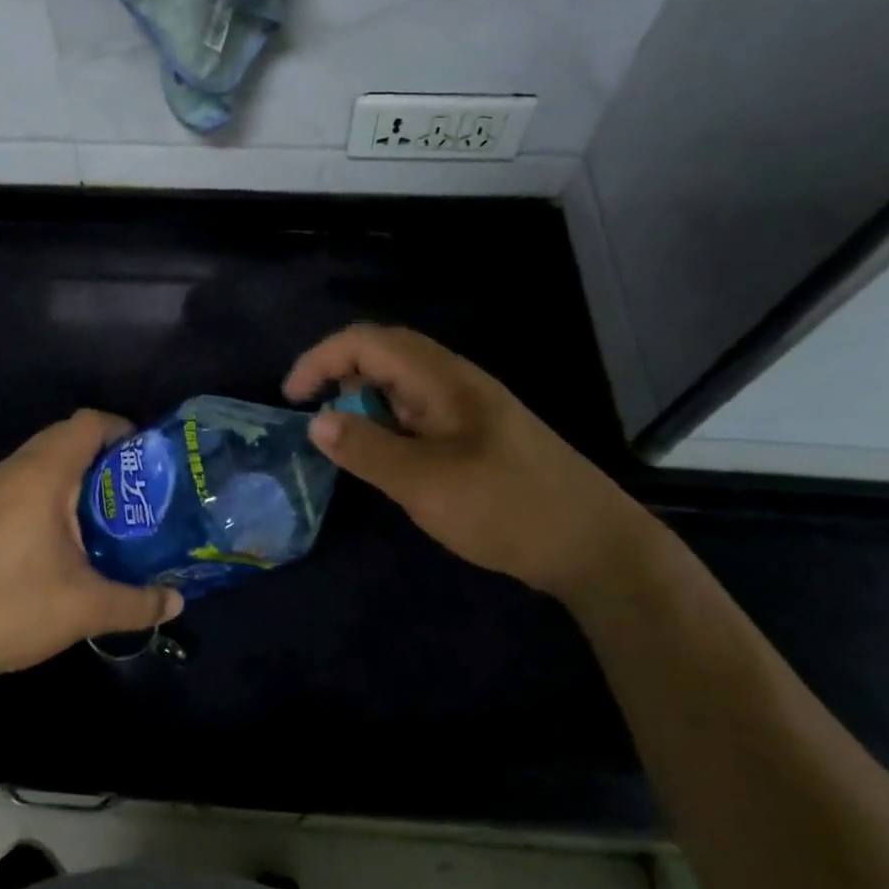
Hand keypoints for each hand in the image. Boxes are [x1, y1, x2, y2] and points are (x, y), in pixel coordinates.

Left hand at [0, 410, 183, 691]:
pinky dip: (49, 492)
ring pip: (40, 460)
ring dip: (74, 474)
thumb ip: (137, 603)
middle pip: (65, 436)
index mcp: (43, 474)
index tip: (149, 460)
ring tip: (105, 513)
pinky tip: (61, 538)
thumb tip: (177, 603)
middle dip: (103, 454)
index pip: (88, 423)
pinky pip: (22, 483)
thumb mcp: (85, 608)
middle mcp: (13, 470)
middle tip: (134, 489)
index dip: (123, 430)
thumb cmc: (11, 607)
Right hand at [284, 325, 662, 602]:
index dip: (321, 359)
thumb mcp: (426, 484)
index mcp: (443, 379)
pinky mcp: (477, 436)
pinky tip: (388, 461)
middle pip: (384, 355)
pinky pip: (418, 414)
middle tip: (315, 419)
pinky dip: (388, 426)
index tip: (292, 398)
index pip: (368, 342)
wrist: (596, 547)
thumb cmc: (507, 508)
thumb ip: (367, 450)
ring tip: (348, 446)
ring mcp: (469, 408)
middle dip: (339, 376)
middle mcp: (455, 382)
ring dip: (365, 403)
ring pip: (401, 386)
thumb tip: (316, 422)